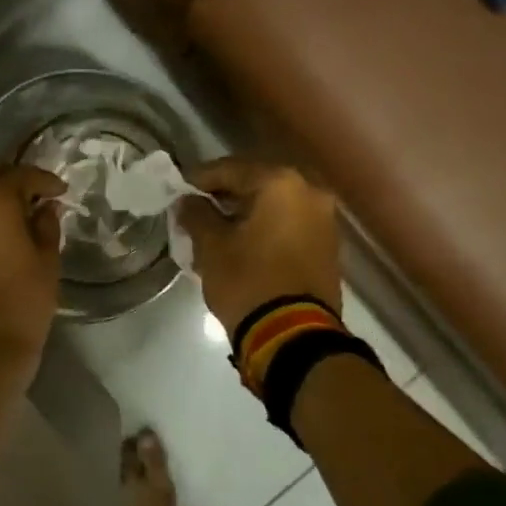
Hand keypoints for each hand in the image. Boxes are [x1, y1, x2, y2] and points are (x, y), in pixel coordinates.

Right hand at [178, 158, 341, 336]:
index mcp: (280, 183)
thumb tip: (187, 201)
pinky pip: (289, 223)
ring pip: (275, 204)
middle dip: (225, 194)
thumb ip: (196, 214)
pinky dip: (265, 226)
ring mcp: (324, 219)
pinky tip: (242, 241)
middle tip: (196, 207)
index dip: (200, 179)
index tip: (178, 190)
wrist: (294, 337)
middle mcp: (309, 191)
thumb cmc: (248, 282)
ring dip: (246, 211)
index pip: (230, 169)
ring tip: (216, 227)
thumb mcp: (212, 247)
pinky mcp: (328, 245)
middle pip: (256, 183)